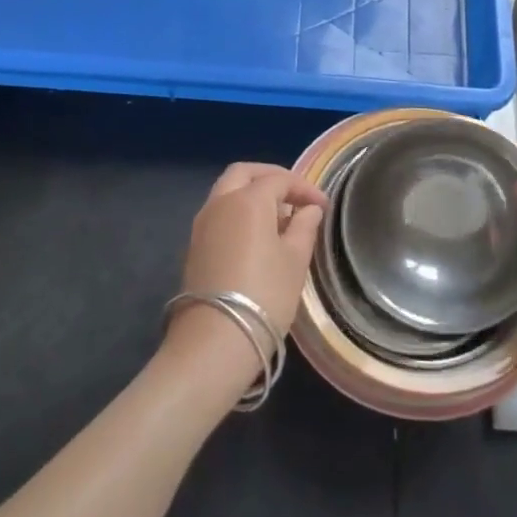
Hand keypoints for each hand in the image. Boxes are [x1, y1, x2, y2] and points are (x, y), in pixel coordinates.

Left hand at [170, 163, 326, 359]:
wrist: (213, 342)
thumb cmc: (264, 295)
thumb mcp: (295, 261)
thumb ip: (304, 227)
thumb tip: (309, 209)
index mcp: (247, 200)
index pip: (279, 180)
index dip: (304, 188)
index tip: (323, 206)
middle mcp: (220, 203)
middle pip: (244, 173)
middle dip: (271, 177)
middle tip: (294, 195)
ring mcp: (202, 224)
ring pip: (227, 192)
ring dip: (252, 194)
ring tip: (279, 217)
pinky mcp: (194, 247)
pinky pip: (219, 214)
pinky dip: (239, 212)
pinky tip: (257, 236)